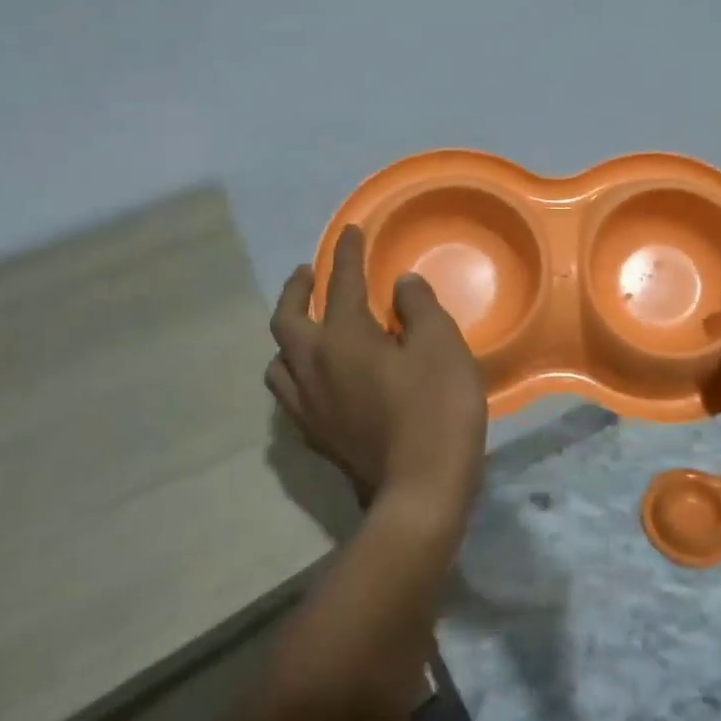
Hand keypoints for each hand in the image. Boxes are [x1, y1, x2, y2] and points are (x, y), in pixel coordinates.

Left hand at [267, 226, 487, 519]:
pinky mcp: (316, 436)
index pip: (342, 283)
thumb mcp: (441, 345)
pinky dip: (295, 373)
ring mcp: (309, 405)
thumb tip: (401, 285)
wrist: (420, 488)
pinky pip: (289, 395)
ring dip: (288, 334)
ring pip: (279, 361)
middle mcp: (313, 365)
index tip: (350, 231)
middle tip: (307, 274)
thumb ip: (419, 307)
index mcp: (343, 337)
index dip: (347, 254)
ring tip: (304, 327)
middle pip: (288, 319)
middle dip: (297, 289)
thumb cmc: (436, 407)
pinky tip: (313, 379)